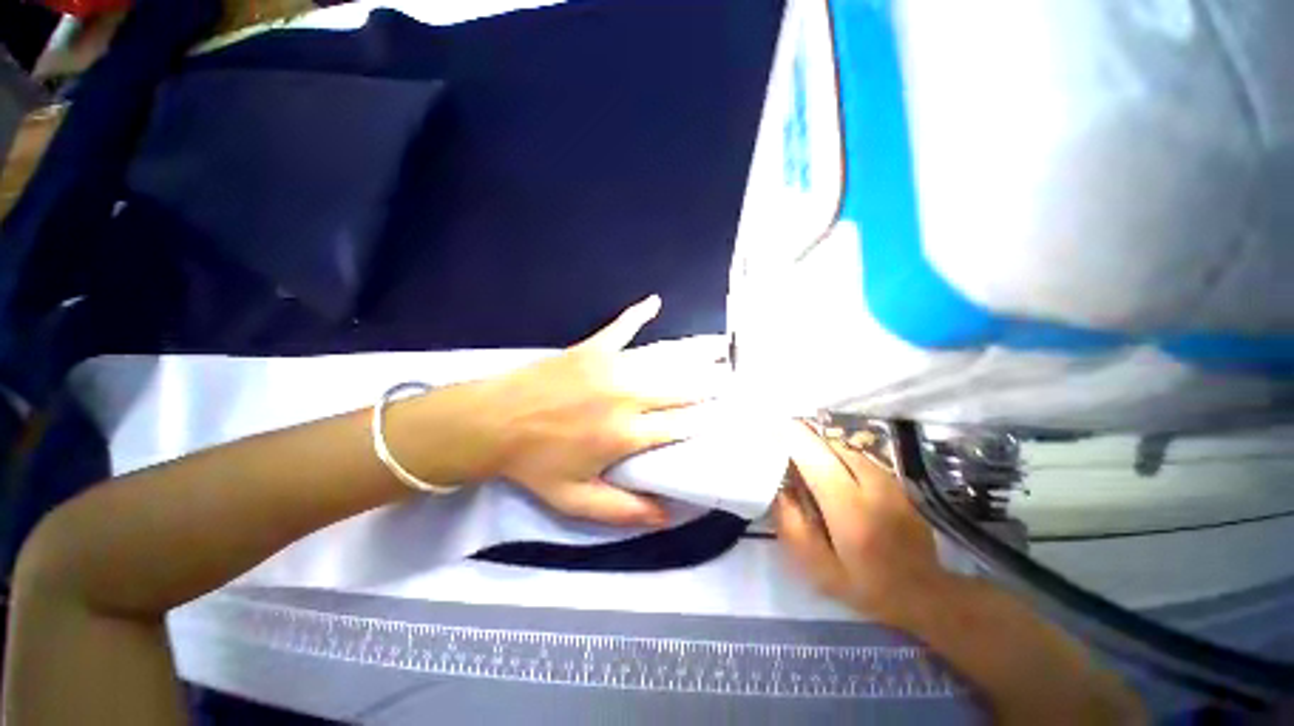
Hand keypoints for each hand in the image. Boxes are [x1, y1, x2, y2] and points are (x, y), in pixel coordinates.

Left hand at [463, 296, 719, 526]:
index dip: (704, 423)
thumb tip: (667, 515)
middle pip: (680, 392)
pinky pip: (621, 326)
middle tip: (730, 383)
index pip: (679, 428)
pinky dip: (639, 314)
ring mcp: (611, 368)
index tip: (724, 417)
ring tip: (717, 351)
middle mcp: (628, 398)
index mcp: (626, 434)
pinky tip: (655, 302)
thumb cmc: (535, 463)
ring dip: (691, 358)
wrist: (493, 422)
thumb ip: (623, 510)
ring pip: (662, 362)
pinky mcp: (593, 349)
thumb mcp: (575, 500)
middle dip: (708, 388)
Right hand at [774, 422, 951, 621]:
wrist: (924, 592)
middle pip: (829, 445)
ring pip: (844, 447)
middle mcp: (871, 485)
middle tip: (780, 438)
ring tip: (801, 452)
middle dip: (802, 436)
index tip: (771, 426)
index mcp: (850, 509)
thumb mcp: (817, 567)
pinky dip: (836, 454)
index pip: (816, 459)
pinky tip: (828, 466)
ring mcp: (887, 480)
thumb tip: (777, 488)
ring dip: (819, 445)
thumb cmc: (865, 585)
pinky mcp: (894, 479)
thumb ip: (792, 525)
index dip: (792, 437)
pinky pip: (856, 455)